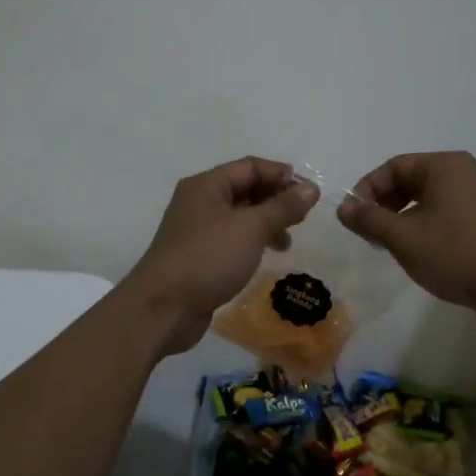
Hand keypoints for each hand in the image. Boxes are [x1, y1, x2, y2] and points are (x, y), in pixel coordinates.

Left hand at [121, 157, 318, 355]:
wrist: (163, 308)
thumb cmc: (208, 258)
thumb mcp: (251, 228)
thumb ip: (283, 207)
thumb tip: (312, 188)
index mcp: (207, 185)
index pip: (250, 167)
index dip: (281, 175)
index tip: (310, 193)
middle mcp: (200, 202)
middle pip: (245, 189)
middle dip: (276, 199)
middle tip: (303, 218)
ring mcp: (198, 231)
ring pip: (240, 217)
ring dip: (267, 223)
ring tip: (287, 241)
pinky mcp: (200, 257)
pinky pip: (233, 239)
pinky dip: (253, 242)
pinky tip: (266, 256)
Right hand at [336, 151, 475, 319]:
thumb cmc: (458, 254)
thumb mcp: (405, 238)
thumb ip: (370, 220)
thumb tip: (343, 208)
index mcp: (443, 166)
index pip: (392, 167)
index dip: (366, 190)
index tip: (352, 219)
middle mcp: (461, 173)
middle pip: (408, 180)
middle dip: (383, 205)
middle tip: (368, 234)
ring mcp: (475, 196)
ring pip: (424, 200)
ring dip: (400, 219)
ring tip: (388, 247)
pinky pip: (441, 214)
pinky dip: (421, 228)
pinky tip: (416, 253)